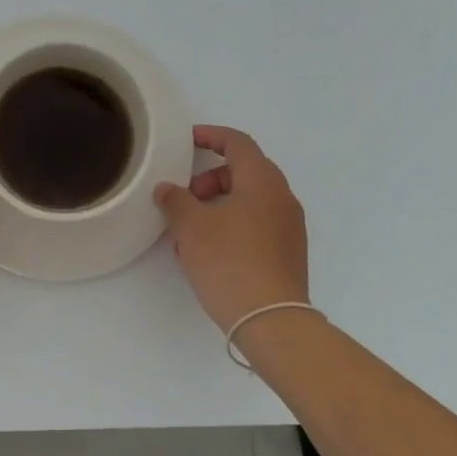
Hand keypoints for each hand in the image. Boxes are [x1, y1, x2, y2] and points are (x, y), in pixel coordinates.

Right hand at [155, 126, 309, 332]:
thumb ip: (175, 200)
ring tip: (188, 233)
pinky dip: (230, 226)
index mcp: (263, 181)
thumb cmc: (229, 260)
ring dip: (216, 207)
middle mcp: (282, 198)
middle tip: (184, 199)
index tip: (187, 140)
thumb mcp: (191, 226)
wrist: (270, 319)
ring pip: (248, 202)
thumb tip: (167, 189)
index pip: (237, 143)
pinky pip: (255, 226)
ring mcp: (289, 227)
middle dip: (208, 180)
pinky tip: (206, 253)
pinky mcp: (287, 254)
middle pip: (243, 172)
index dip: (211, 136)